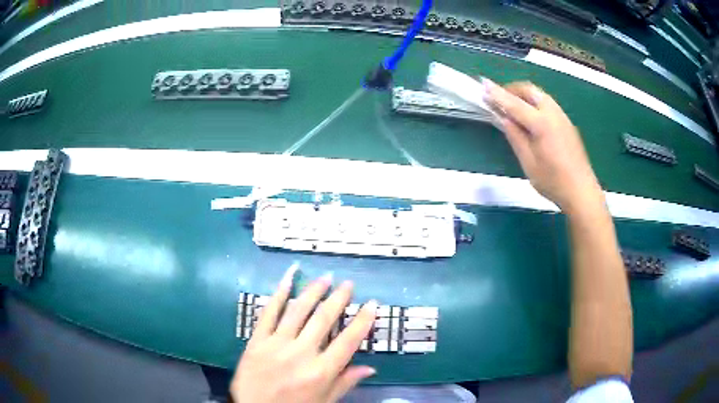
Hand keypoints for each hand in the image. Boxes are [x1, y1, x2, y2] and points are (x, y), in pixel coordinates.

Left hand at [230, 266, 377, 402]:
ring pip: (298, 311)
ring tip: (325, 278)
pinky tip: (288, 279)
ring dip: (313, 292)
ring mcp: (276, 344)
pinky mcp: (257, 340)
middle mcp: (301, 354)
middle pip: (323, 320)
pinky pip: (268, 313)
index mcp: (321, 372)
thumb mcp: (324, 401)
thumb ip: (345, 383)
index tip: (371, 304)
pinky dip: (278, 294)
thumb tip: (370, 368)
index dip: (362, 321)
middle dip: (338, 299)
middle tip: (348, 284)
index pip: (348, 341)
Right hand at [485, 80, 603, 214]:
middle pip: (530, 90)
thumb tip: (504, 119)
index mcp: (542, 124)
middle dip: (512, 89)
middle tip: (498, 98)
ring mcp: (563, 117)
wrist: (582, 192)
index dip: (498, 94)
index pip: (515, 104)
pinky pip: (548, 104)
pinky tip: (530, 117)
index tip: (484, 86)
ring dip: (524, 95)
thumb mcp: (529, 163)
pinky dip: (534, 103)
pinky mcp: (567, 124)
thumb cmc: (553, 182)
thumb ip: (516, 137)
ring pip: (540, 95)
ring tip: (513, 106)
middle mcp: (553, 114)